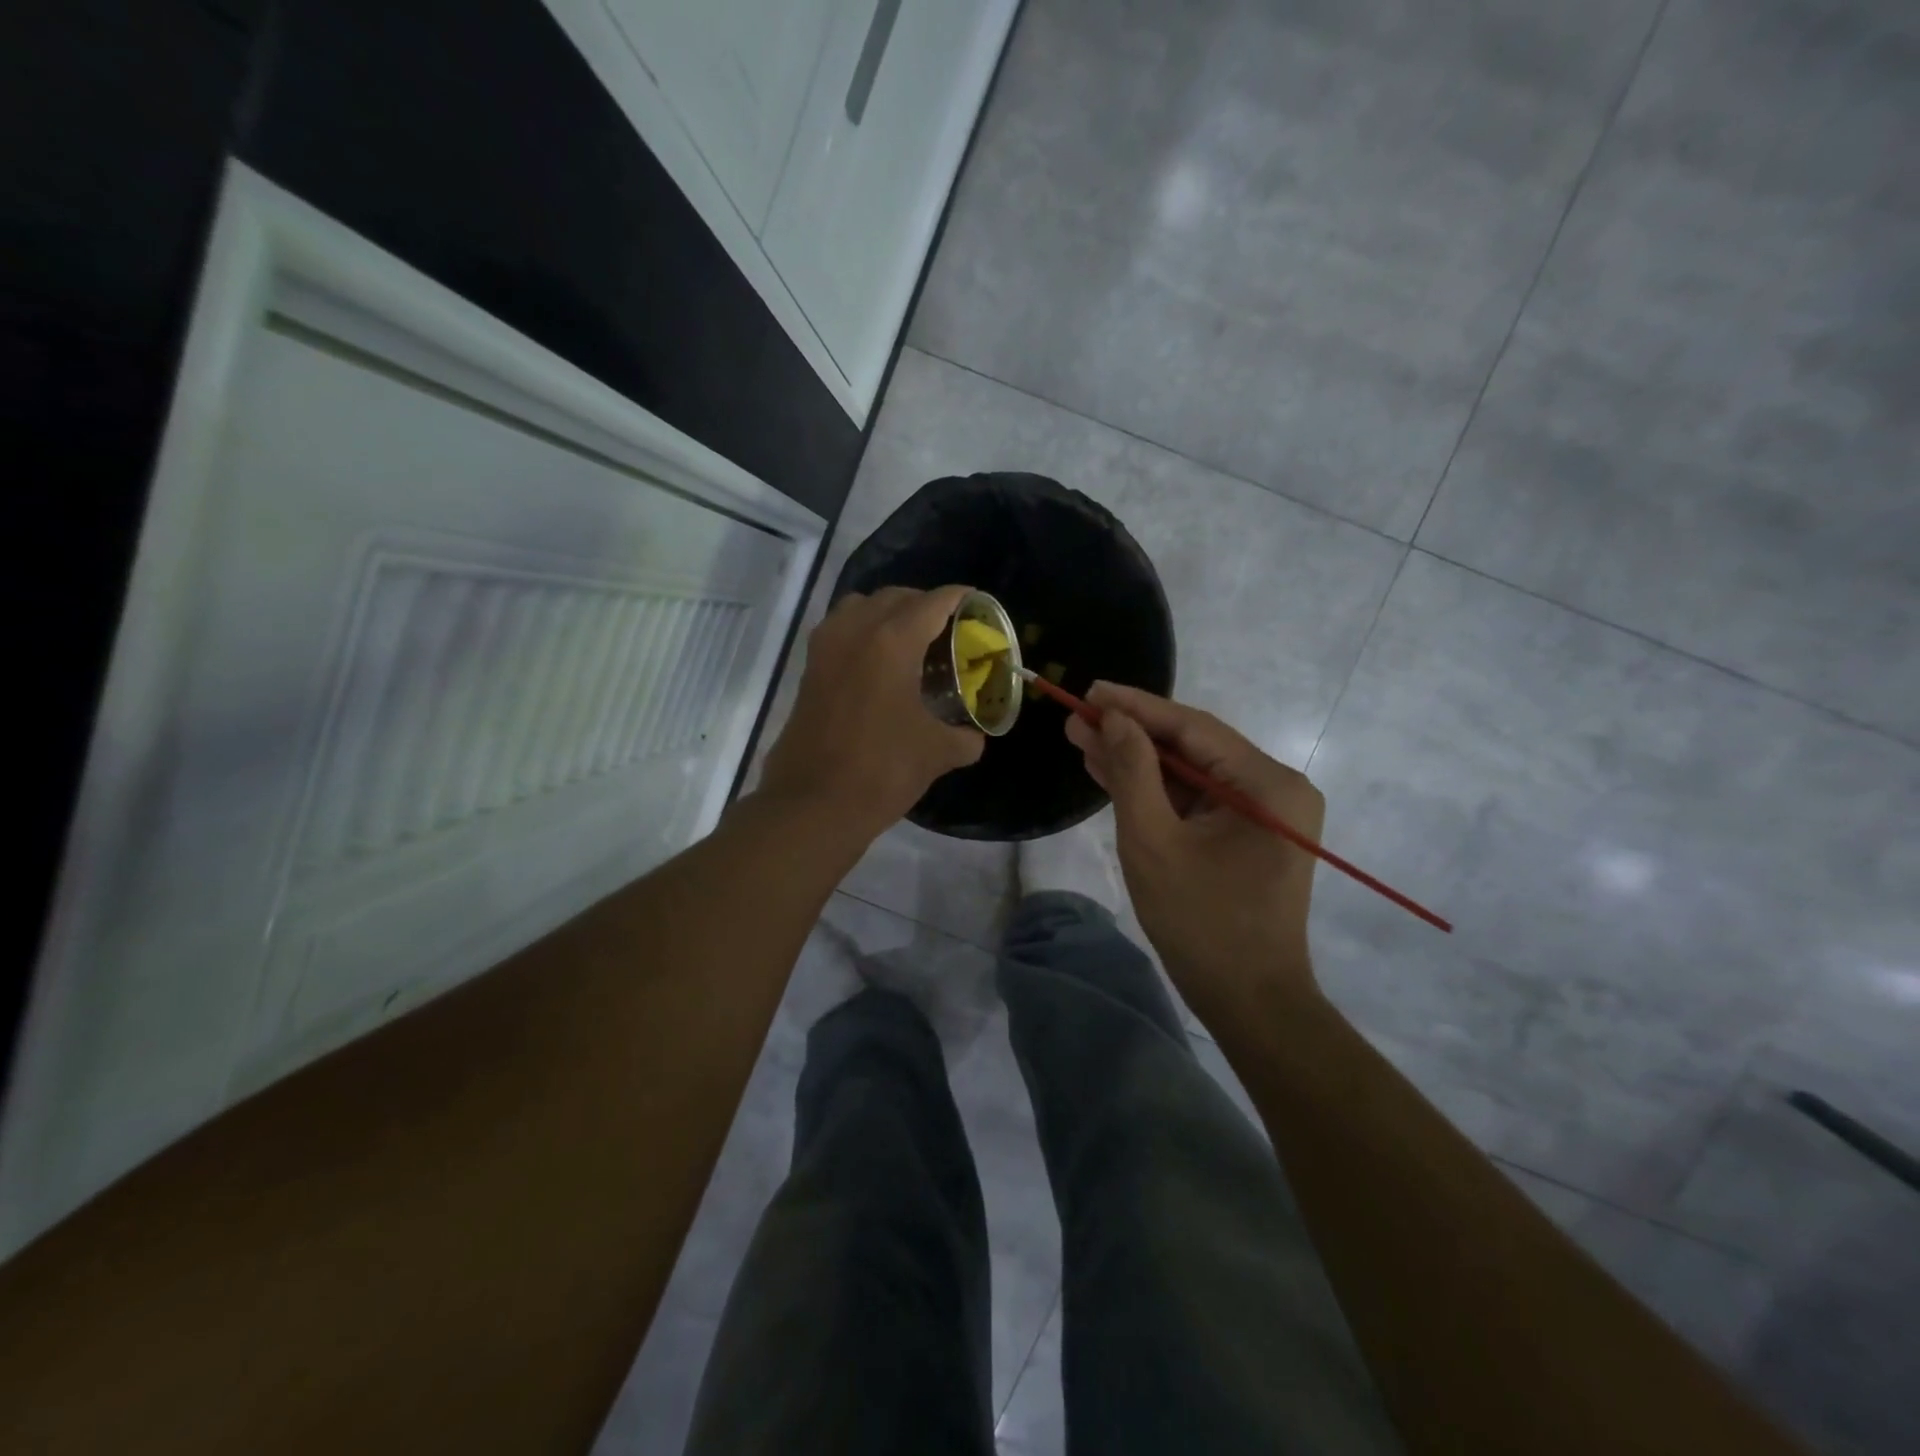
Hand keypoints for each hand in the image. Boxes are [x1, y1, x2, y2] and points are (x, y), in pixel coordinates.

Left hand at [760, 585, 984, 838]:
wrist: (813, 804)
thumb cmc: (882, 770)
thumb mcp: (937, 753)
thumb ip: (964, 738)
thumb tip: (973, 737)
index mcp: (892, 642)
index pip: (933, 603)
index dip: (960, 598)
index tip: (977, 604)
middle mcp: (855, 631)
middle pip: (895, 597)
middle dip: (925, 604)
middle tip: (948, 629)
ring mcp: (825, 648)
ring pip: (860, 607)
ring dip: (888, 613)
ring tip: (911, 641)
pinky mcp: (809, 670)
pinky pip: (840, 630)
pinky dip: (862, 631)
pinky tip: (880, 664)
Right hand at [1066, 683, 1324, 1025]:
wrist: (1249, 1001)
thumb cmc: (1201, 923)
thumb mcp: (1153, 842)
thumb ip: (1133, 772)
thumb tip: (1113, 719)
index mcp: (1268, 784)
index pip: (1193, 728)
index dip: (1137, 706)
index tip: (1090, 690)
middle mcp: (1276, 787)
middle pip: (1193, 746)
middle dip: (1132, 732)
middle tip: (1078, 715)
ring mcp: (1264, 811)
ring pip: (1191, 772)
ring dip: (1139, 759)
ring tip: (1083, 738)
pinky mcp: (1248, 832)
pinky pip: (1197, 799)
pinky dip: (1157, 789)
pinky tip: (1111, 771)